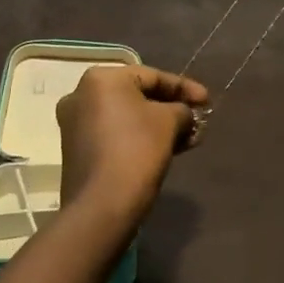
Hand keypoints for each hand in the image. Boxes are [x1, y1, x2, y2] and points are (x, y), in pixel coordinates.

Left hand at [56, 65, 209, 227]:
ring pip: (127, 118)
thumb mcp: (170, 122)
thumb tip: (184, 115)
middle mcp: (81, 95)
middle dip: (172, 109)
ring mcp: (75, 124)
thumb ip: (182, 109)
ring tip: (188, 139)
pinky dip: (140, 138)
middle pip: (138, 96)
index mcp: (101, 78)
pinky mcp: (77, 150)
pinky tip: (166, 149)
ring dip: (159, 126)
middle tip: (197, 121)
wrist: (102, 206)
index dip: (184, 87)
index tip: (207, 101)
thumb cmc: (137, 151)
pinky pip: (116, 134)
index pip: (152, 76)